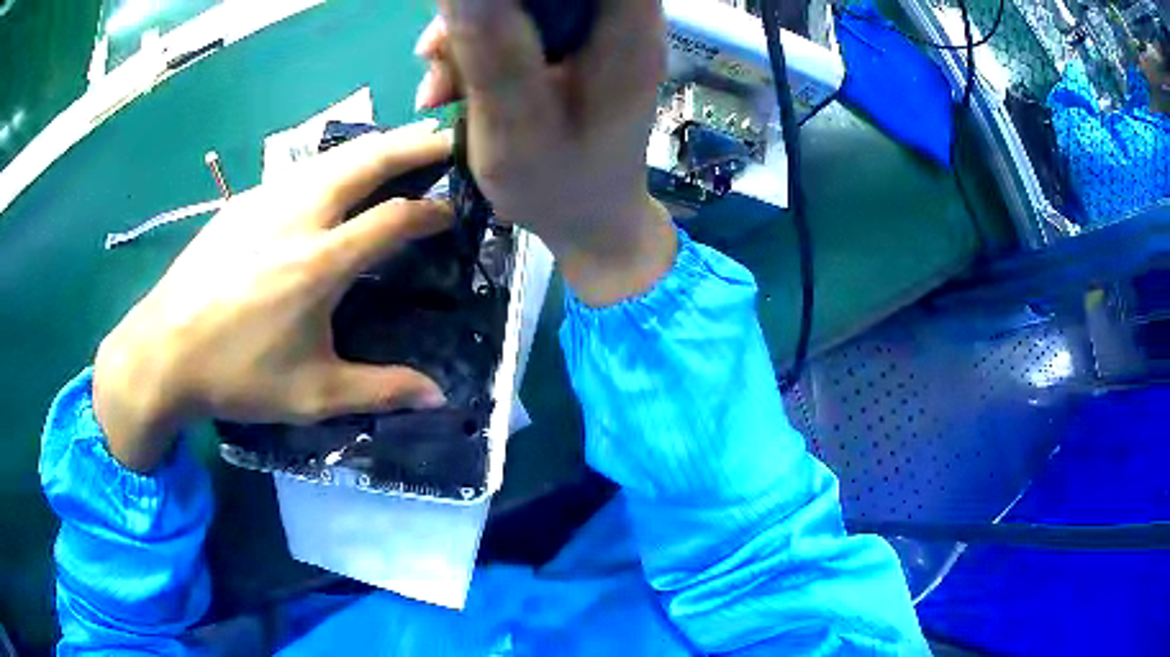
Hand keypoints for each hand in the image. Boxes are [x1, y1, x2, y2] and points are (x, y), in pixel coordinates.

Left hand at [94, 122, 452, 472]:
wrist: (163, 351)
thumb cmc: (237, 376)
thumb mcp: (312, 395)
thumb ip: (380, 389)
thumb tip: (440, 397)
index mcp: (321, 262)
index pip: (396, 217)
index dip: (434, 210)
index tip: (456, 210)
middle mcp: (299, 216)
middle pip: (369, 159)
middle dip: (415, 145)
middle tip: (447, 139)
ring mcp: (266, 200)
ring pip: (333, 155)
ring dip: (374, 147)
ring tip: (400, 148)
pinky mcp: (242, 201)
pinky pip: (300, 170)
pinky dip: (332, 164)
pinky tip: (333, 177)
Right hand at [415, 0, 677, 306]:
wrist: (587, 223)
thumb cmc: (559, 186)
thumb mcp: (516, 126)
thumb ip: (492, 51)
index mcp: (626, 32)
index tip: (472, 13)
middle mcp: (619, 20)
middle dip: (479, 11)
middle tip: (437, 55)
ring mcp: (593, 32)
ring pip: (521, 2)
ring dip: (467, 35)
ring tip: (439, 90)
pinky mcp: (570, 46)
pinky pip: (514, 23)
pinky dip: (475, 50)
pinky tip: (450, 89)